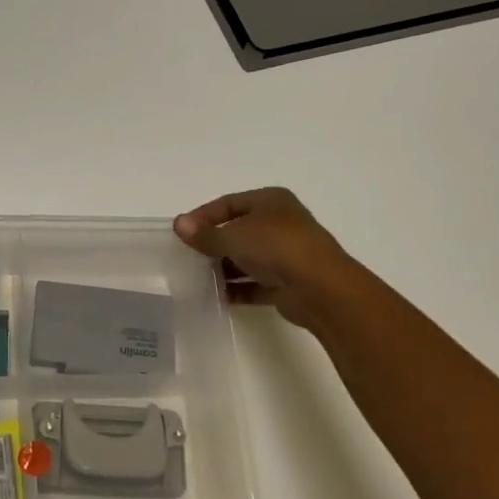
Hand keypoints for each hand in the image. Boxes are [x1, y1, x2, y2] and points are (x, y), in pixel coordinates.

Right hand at [174, 188, 353, 331]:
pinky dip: (238, 288)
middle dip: (213, 244)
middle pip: (238, 231)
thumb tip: (179, 224)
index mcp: (270, 201)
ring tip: (198, 278)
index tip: (181, 232)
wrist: (320, 288)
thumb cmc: (275, 247)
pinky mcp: (288, 282)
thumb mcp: (232, 236)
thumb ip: (204, 234)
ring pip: (248, 258)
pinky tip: (218, 296)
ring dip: (224, 268)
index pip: (228, 203)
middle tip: (188, 256)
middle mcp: (281, 223)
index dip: (202, 216)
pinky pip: (256, 283)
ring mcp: (287, 254)